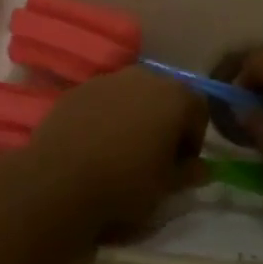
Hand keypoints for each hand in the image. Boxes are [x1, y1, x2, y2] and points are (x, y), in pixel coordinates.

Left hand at [22, 68, 207, 235]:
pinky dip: (106, 116)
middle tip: (154, 156)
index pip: (199, 109)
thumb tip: (202, 168)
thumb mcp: (166, 187)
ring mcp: (108, 79)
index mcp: (174, 96)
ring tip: (122, 150)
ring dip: (135, 116)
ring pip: (133, 94)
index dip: (194, 138)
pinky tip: (94, 145)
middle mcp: (144, 77)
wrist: (60, 179)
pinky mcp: (79, 89)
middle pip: (165, 95)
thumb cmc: (126, 183)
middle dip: (165, 121)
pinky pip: (103, 100)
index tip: (181, 165)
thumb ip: (189, 173)